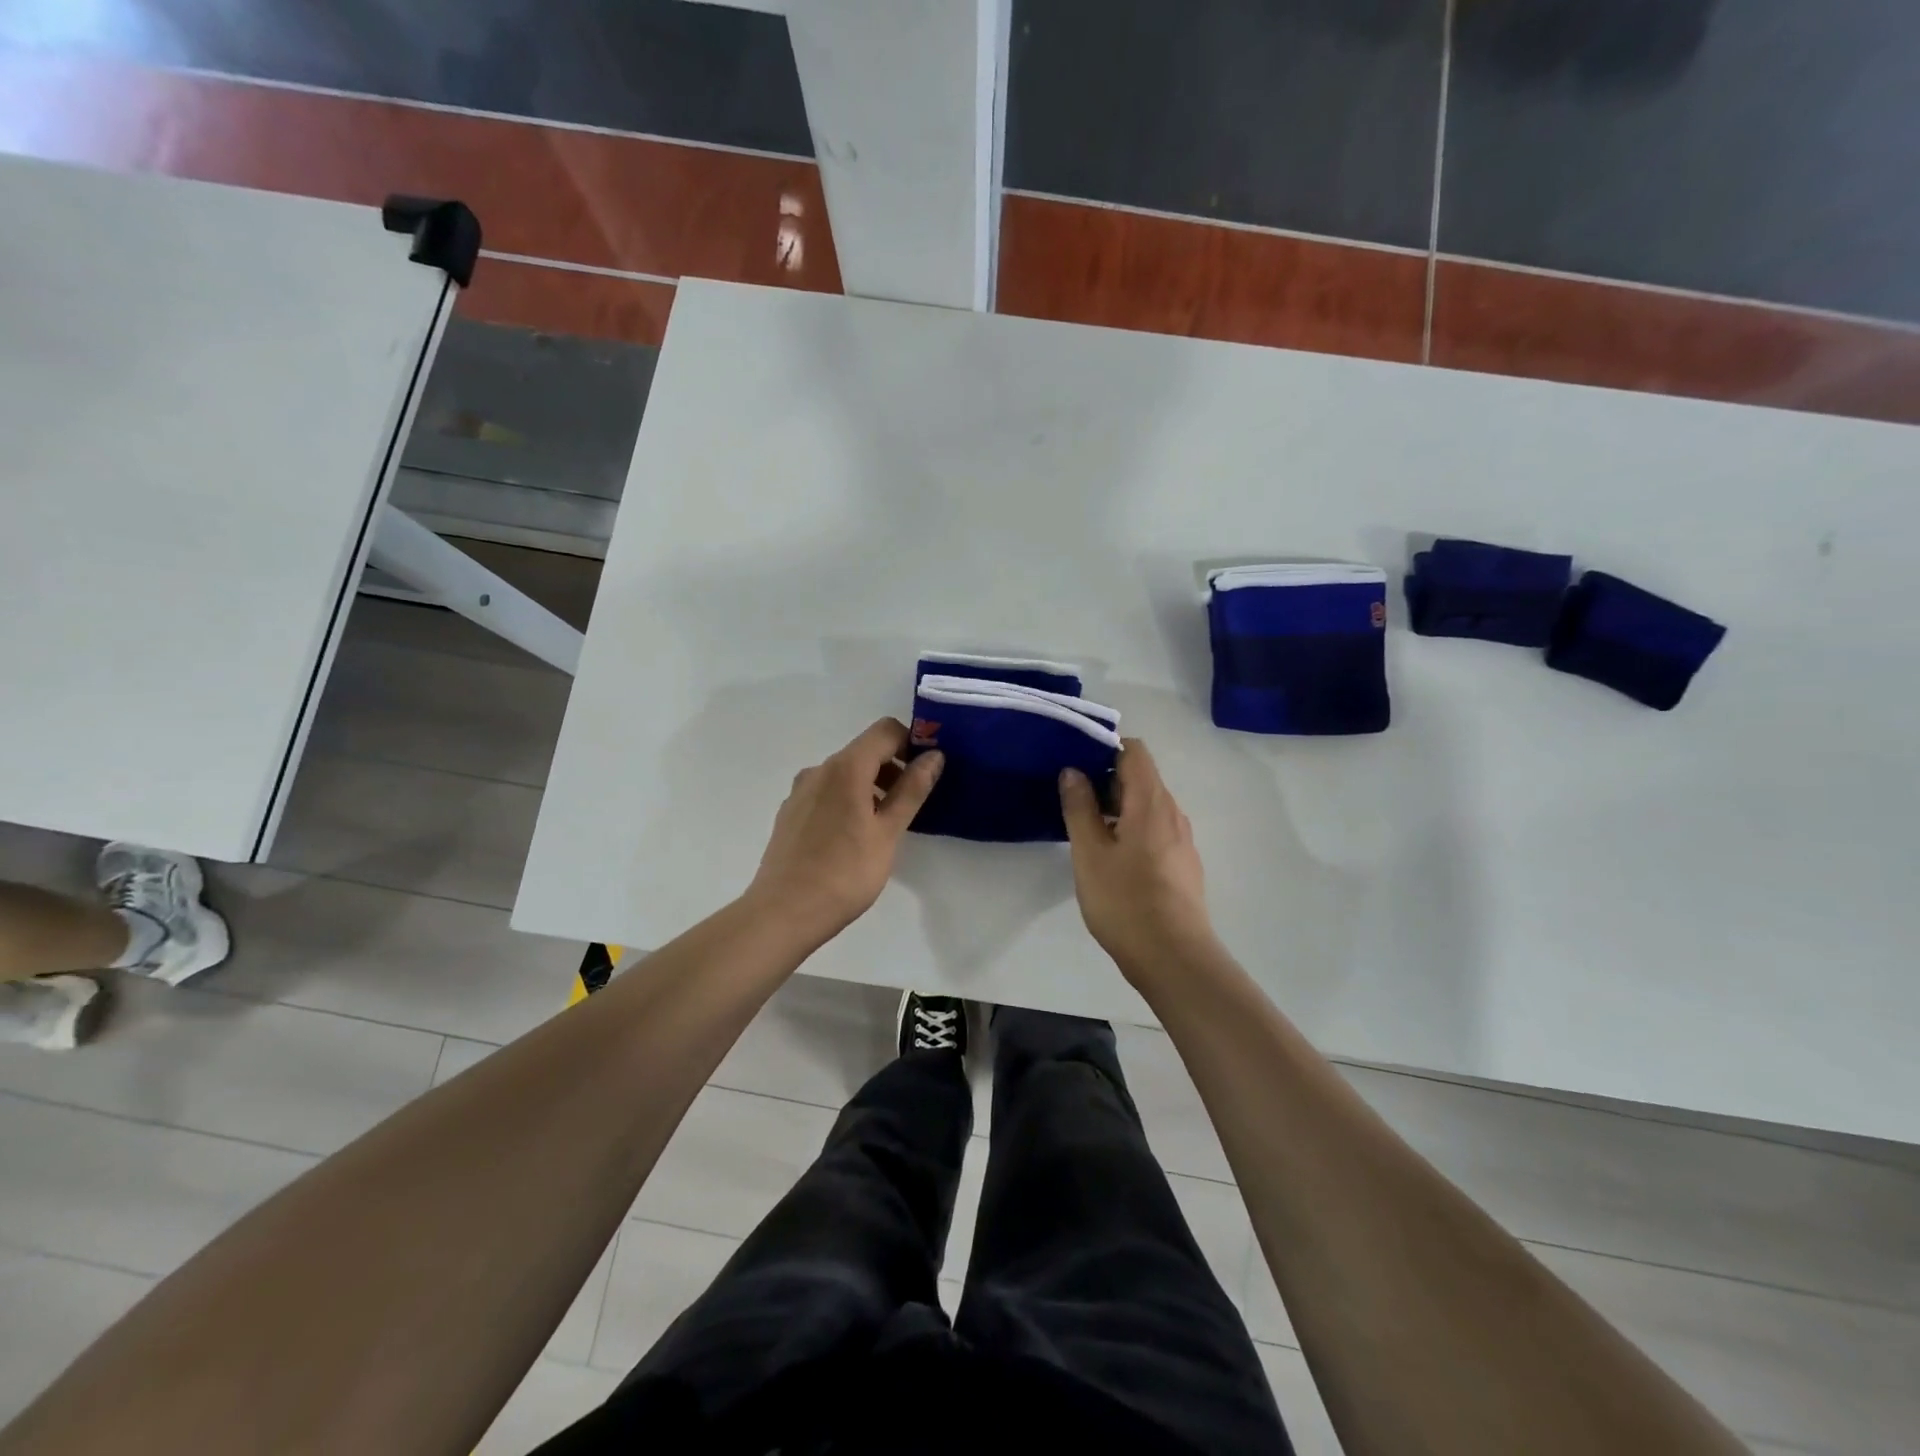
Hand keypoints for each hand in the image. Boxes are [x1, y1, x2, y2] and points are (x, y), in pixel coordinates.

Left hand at [745, 719, 943, 942]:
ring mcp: (800, 791)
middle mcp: (819, 770)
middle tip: (911, 805)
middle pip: (864, 751)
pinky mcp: (790, 813)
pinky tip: (852, 839)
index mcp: (846, 768)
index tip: (926, 772)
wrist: (783, 913)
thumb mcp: (888, 832)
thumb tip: (934, 756)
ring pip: (845, 774)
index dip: (911, 743)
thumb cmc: (845, 873)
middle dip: (893, 768)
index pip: (886, 730)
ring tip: (884, 827)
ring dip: (871, 787)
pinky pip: (827, 793)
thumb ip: (912, 790)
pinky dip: (848, 801)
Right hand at [1060, 739, 1217, 978]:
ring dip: (1117, 807)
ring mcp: (1182, 840)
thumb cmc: (1125, 901)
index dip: (1105, 748)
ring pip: (1147, 806)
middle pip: (1141, 778)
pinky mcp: (1182, 864)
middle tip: (1071, 798)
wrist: (1174, 958)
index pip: (1134, 751)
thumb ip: (1080, 808)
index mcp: (1151, 802)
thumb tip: (1073, 771)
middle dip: (1106, 780)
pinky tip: (1110, 857)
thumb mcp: (1089, 853)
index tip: (1075, 762)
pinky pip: (1155, 830)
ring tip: (1085, 828)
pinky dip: (1131, 829)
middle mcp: (1173, 813)